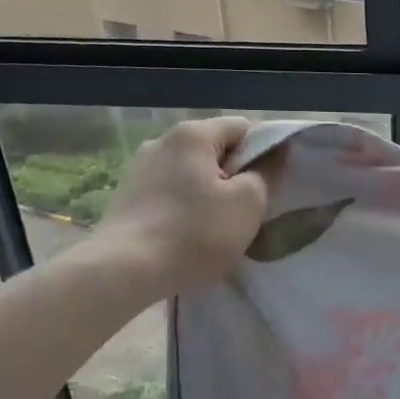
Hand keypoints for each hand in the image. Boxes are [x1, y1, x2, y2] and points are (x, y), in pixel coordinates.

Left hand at [88, 117, 269, 299]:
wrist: (124, 271)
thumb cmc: (195, 233)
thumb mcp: (248, 203)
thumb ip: (266, 172)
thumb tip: (275, 153)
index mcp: (193, 134)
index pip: (244, 128)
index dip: (265, 152)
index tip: (273, 184)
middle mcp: (162, 141)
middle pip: (215, 150)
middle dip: (236, 174)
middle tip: (249, 209)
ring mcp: (139, 168)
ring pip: (192, 172)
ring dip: (210, 192)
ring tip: (218, 226)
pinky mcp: (127, 195)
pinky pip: (170, 191)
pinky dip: (185, 205)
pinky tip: (189, 233)